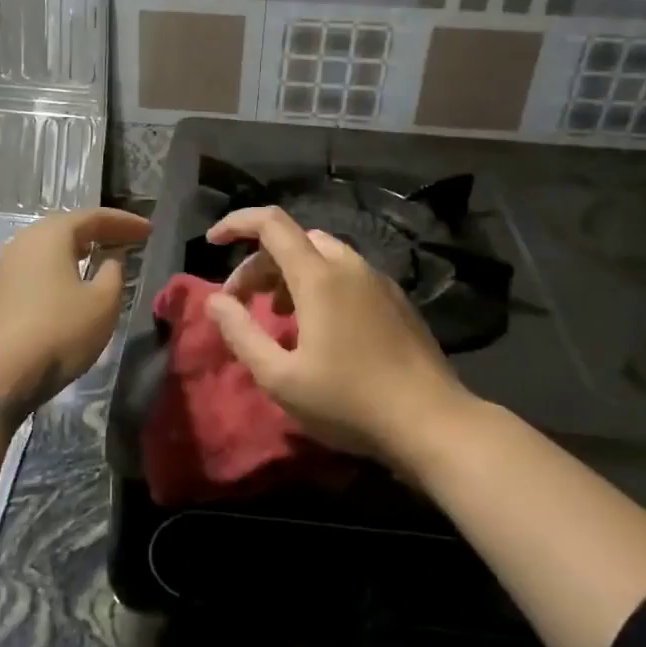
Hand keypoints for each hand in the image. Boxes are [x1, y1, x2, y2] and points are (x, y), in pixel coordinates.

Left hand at [0, 207, 150, 426]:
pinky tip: (72, 283)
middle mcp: (24, 242)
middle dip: (100, 231)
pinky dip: (62, 267)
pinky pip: (38, 268)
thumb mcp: (102, 302)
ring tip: (102, 256)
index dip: (124, 222)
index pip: (93, 216)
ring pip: (50, 248)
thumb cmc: (59, 331)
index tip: (148, 230)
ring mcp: (7, 267)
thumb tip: (111, 259)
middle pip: (67, 227)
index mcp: (51, 234)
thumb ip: (113, 273)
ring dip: (78, 249)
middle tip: (127, 239)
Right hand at [204, 206, 470, 462]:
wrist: (432, 422)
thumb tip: (216, 301)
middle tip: (241, 302)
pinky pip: (346, 274)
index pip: (271, 224)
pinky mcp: (396, 300)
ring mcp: (378, 281)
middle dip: (259, 263)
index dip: (237, 224)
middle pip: (294, 240)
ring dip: (288, 274)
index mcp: (319, 276)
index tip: (213, 242)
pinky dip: (318, 284)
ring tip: (276, 316)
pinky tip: (318, 327)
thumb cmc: (348, 401)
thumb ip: (241, 333)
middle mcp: (350, 266)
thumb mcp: (280, 377)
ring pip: (322, 256)